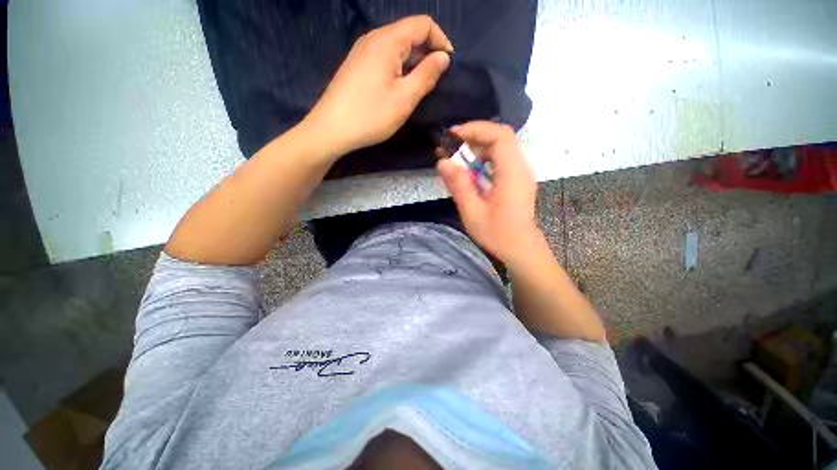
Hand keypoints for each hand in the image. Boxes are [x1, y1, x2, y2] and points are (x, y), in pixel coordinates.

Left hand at [304, 15, 453, 156]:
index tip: (448, 66)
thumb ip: (427, 75)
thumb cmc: (371, 115)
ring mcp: (362, 51)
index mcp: (387, 41)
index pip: (423, 24)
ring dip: (414, 61)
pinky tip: (400, 87)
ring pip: (397, 46)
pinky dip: (399, 67)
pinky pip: (385, 57)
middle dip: (428, 52)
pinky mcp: (357, 65)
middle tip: (437, 80)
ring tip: (420, 86)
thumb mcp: (405, 98)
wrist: (332, 129)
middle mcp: (373, 38)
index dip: (441, 40)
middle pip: (409, 33)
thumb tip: (443, 58)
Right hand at [437, 121, 542, 266]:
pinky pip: (501, 160)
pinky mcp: (517, 179)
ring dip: (478, 149)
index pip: (500, 136)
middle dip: (474, 138)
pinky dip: (483, 159)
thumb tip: (443, 162)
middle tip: (451, 149)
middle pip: (501, 138)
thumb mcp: (473, 212)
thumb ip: (459, 186)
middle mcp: (521, 168)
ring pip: (501, 148)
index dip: (476, 129)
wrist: (521, 249)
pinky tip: (470, 172)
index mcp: (512, 174)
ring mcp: (521, 173)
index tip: (453, 135)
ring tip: (457, 161)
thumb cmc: (498, 235)